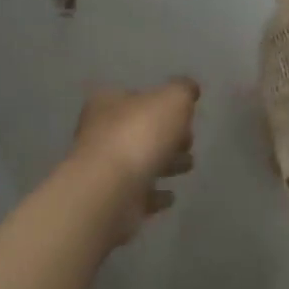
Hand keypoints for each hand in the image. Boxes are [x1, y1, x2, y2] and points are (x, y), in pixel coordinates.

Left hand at [69, 78, 199, 243]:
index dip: (160, 103)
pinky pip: (138, 194)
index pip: (135, 96)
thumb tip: (189, 88)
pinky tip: (170, 196)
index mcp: (108, 103)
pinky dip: (154, 195)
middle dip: (165, 136)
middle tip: (189, 142)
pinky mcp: (111, 200)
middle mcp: (99, 133)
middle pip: (138, 130)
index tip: (184, 115)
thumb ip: (183, 91)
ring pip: (139, 162)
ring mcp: (103, 169)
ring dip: (163, 164)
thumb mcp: (172, 100)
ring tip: (188, 167)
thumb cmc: (139, 135)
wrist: (111, 191)